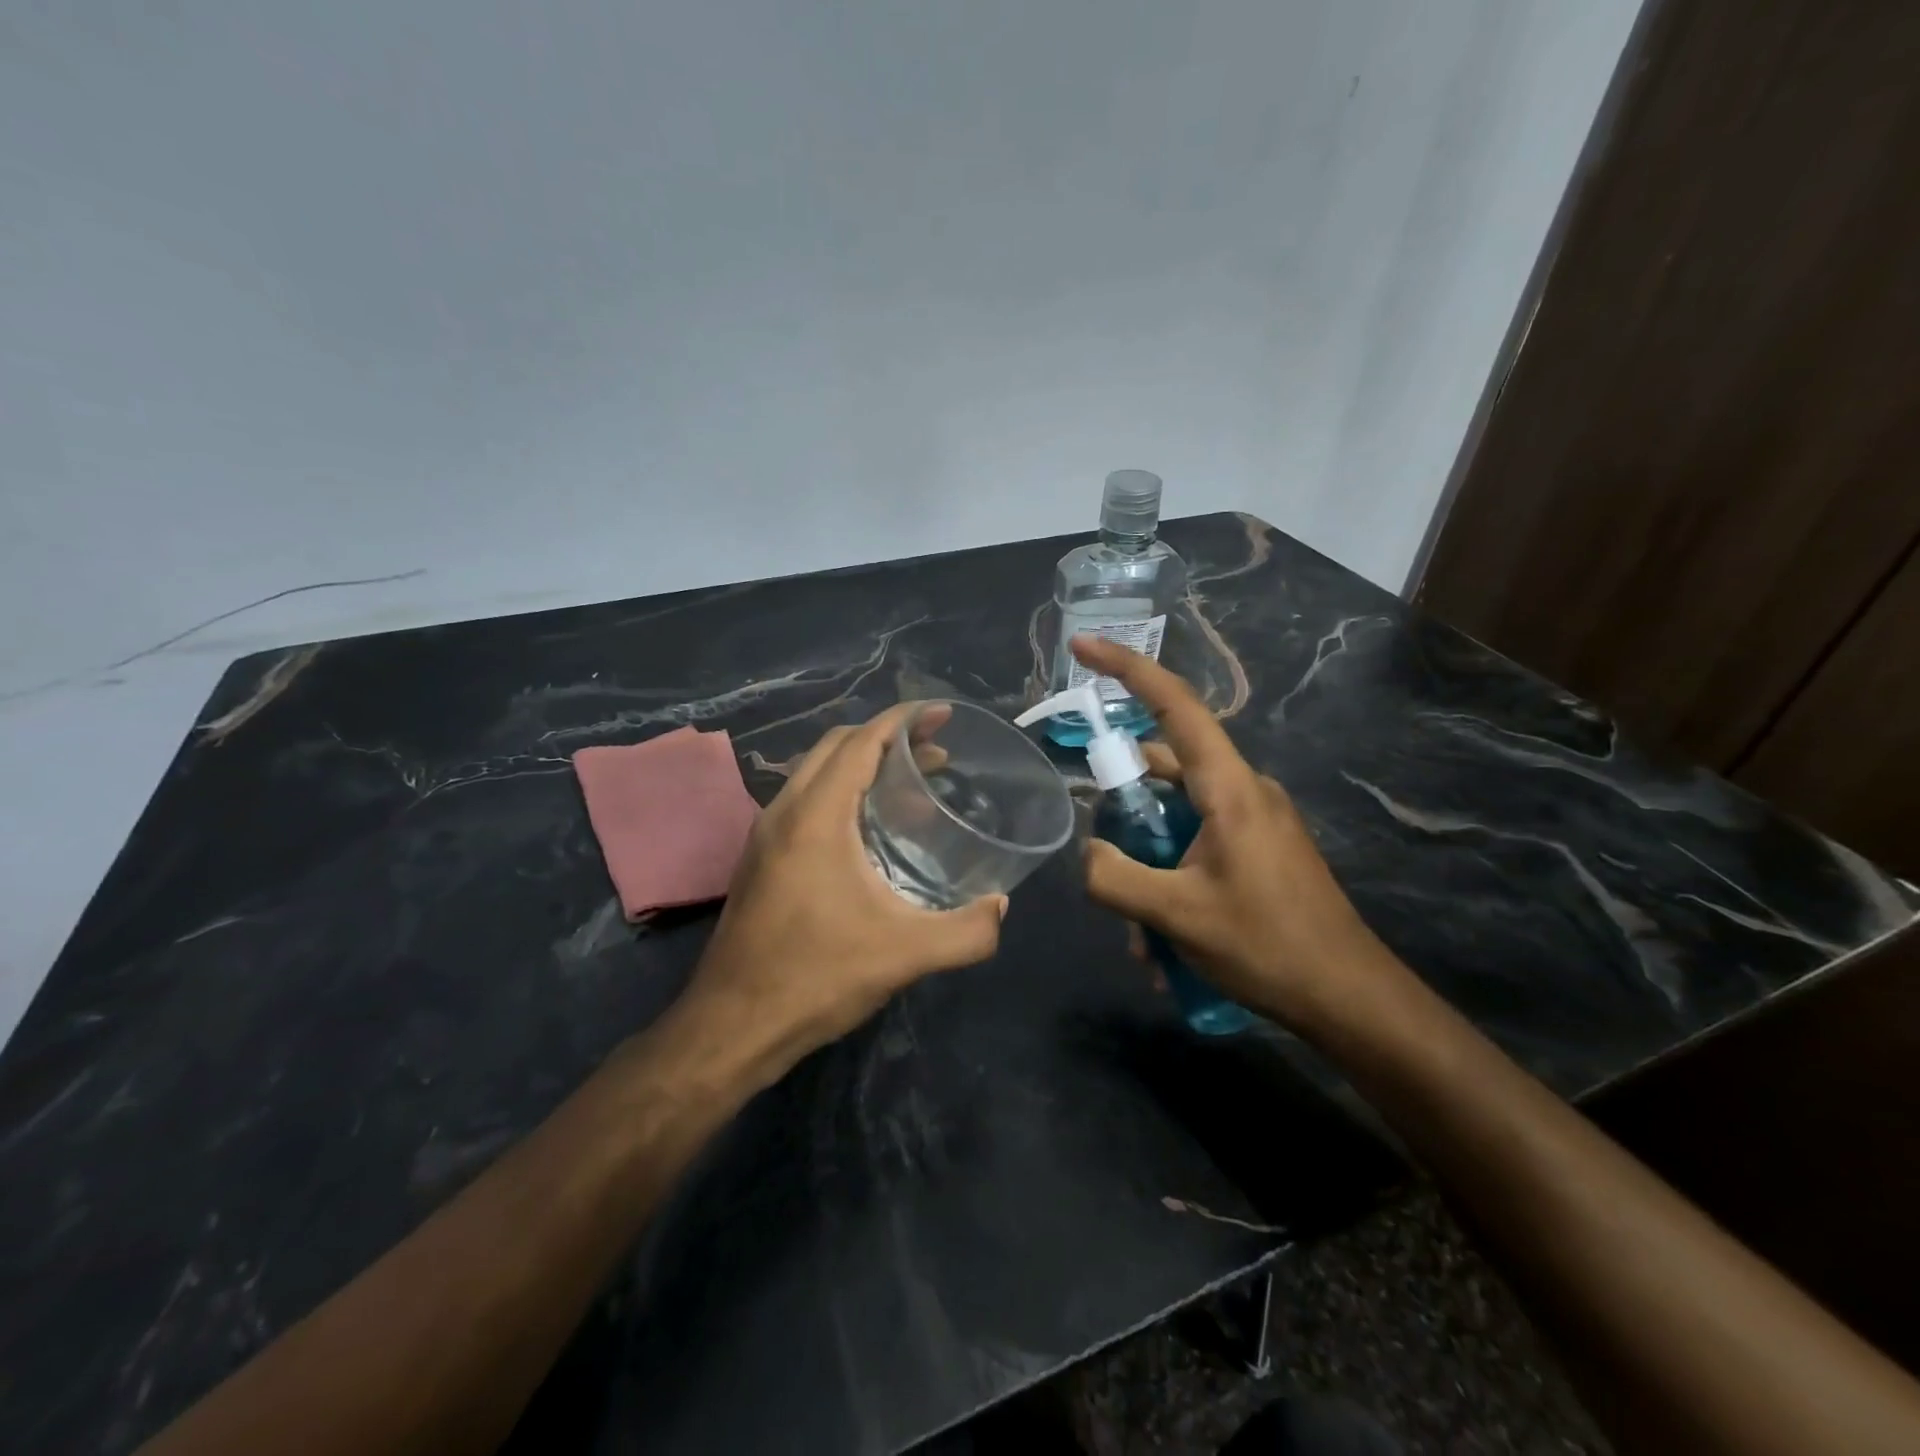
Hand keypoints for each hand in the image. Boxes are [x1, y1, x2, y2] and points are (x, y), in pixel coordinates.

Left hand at [684, 703, 1006, 1082]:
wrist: (732, 1025)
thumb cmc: (817, 977)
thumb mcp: (905, 955)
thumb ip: (966, 932)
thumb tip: (1000, 907)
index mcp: (816, 816)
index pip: (862, 741)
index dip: (905, 720)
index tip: (943, 714)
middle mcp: (784, 812)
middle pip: (837, 746)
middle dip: (889, 737)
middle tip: (938, 751)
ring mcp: (766, 835)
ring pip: (816, 773)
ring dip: (863, 764)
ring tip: (912, 784)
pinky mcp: (761, 859)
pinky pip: (805, 801)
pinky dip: (843, 791)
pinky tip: (872, 830)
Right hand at [1071, 635, 1400, 1033]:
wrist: (1350, 998)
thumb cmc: (1268, 946)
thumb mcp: (1176, 915)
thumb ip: (1115, 877)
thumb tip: (1086, 852)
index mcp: (1228, 787)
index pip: (1174, 705)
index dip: (1126, 669)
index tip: (1083, 646)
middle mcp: (1242, 790)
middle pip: (1163, 769)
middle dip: (1124, 813)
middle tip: (1104, 860)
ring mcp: (1252, 820)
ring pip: (1176, 818)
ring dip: (1147, 864)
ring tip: (1139, 932)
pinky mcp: (1257, 849)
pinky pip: (1196, 844)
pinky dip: (1170, 879)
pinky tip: (1163, 943)